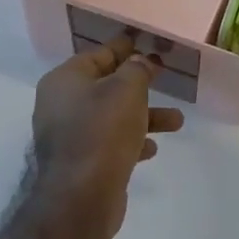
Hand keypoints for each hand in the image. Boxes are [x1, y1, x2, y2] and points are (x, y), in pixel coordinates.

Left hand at [32, 37, 183, 230]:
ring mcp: (68, 137)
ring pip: (112, 116)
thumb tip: (140, 62)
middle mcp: (61, 105)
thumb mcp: (127, 88)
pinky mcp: (80, 163)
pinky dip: (131, 140)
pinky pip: (109, 143)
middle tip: (163, 76)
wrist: (81, 197)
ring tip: (177, 121)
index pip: (98, 55)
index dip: (123, 47)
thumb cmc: (103, 130)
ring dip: (144, 116)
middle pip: (105, 85)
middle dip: (138, 84)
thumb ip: (137, 69)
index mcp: (64, 80)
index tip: (142, 41)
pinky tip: (152, 147)